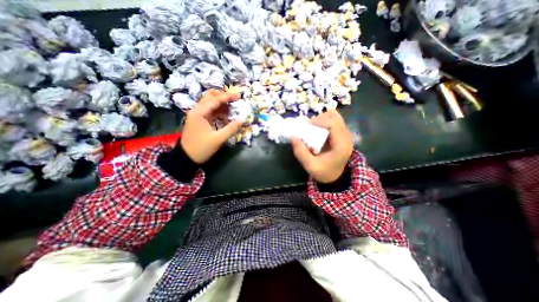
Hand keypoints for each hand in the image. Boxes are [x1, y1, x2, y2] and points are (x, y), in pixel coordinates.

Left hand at [180, 90, 241, 163]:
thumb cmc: (201, 148)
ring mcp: (197, 115)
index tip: (239, 96)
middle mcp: (197, 110)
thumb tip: (243, 119)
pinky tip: (226, 117)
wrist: (186, 158)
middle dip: (223, 97)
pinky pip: (210, 112)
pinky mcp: (199, 120)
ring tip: (233, 110)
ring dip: (221, 105)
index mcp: (199, 113)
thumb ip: (231, 128)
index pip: (215, 100)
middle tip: (235, 100)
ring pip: (210, 104)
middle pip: (210, 97)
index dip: (228, 97)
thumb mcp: (218, 139)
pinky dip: (218, 112)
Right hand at [291, 110, 354, 182]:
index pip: (333, 123)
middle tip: (308, 127)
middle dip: (319, 119)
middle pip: (334, 117)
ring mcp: (345, 133)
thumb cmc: (324, 171)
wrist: (336, 176)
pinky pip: (334, 120)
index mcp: (341, 144)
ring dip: (321, 119)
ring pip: (334, 116)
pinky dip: (324, 121)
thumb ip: (301, 152)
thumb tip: (292, 136)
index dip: (319, 121)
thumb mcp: (310, 166)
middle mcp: (346, 136)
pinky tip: (317, 129)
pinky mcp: (342, 133)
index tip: (307, 126)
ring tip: (312, 128)